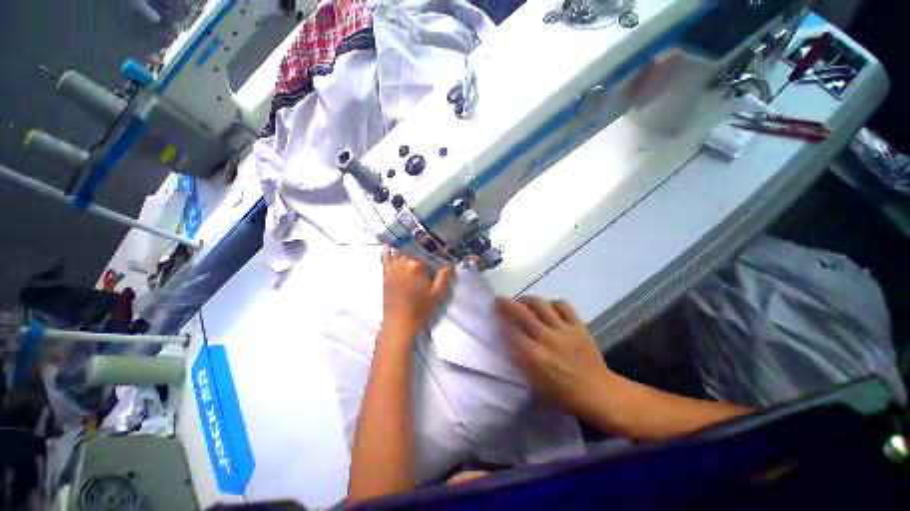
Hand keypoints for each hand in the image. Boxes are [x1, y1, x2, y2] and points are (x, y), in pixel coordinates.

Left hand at [381, 246, 454, 340]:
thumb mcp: (438, 294)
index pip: (427, 252)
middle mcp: (402, 262)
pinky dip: (387, 250)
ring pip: (400, 250)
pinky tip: (389, 245)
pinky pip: (385, 257)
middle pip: (413, 248)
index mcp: (416, 266)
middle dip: (421, 247)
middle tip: (429, 248)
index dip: (435, 252)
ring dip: (407, 246)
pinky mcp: (385, 274)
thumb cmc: (420, 309)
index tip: (440, 253)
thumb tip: (450, 264)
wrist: (399, 324)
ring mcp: (392, 267)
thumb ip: (445, 277)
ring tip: (414, 243)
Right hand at [494, 296, 615, 420]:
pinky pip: (563, 306)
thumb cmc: (564, 394)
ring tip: (522, 301)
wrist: (599, 393)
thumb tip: (509, 342)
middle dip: (507, 303)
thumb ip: (520, 361)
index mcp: (535, 356)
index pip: (511, 330)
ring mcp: (564, 330)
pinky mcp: (578, 326)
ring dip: (528, 299)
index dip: (500, 318)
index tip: (493, 312)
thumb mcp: (536, 384)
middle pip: (523, 313)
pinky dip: (553, 303)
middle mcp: (547, 338)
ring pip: (541, 304)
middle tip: (500, 299)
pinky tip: (549, 307)